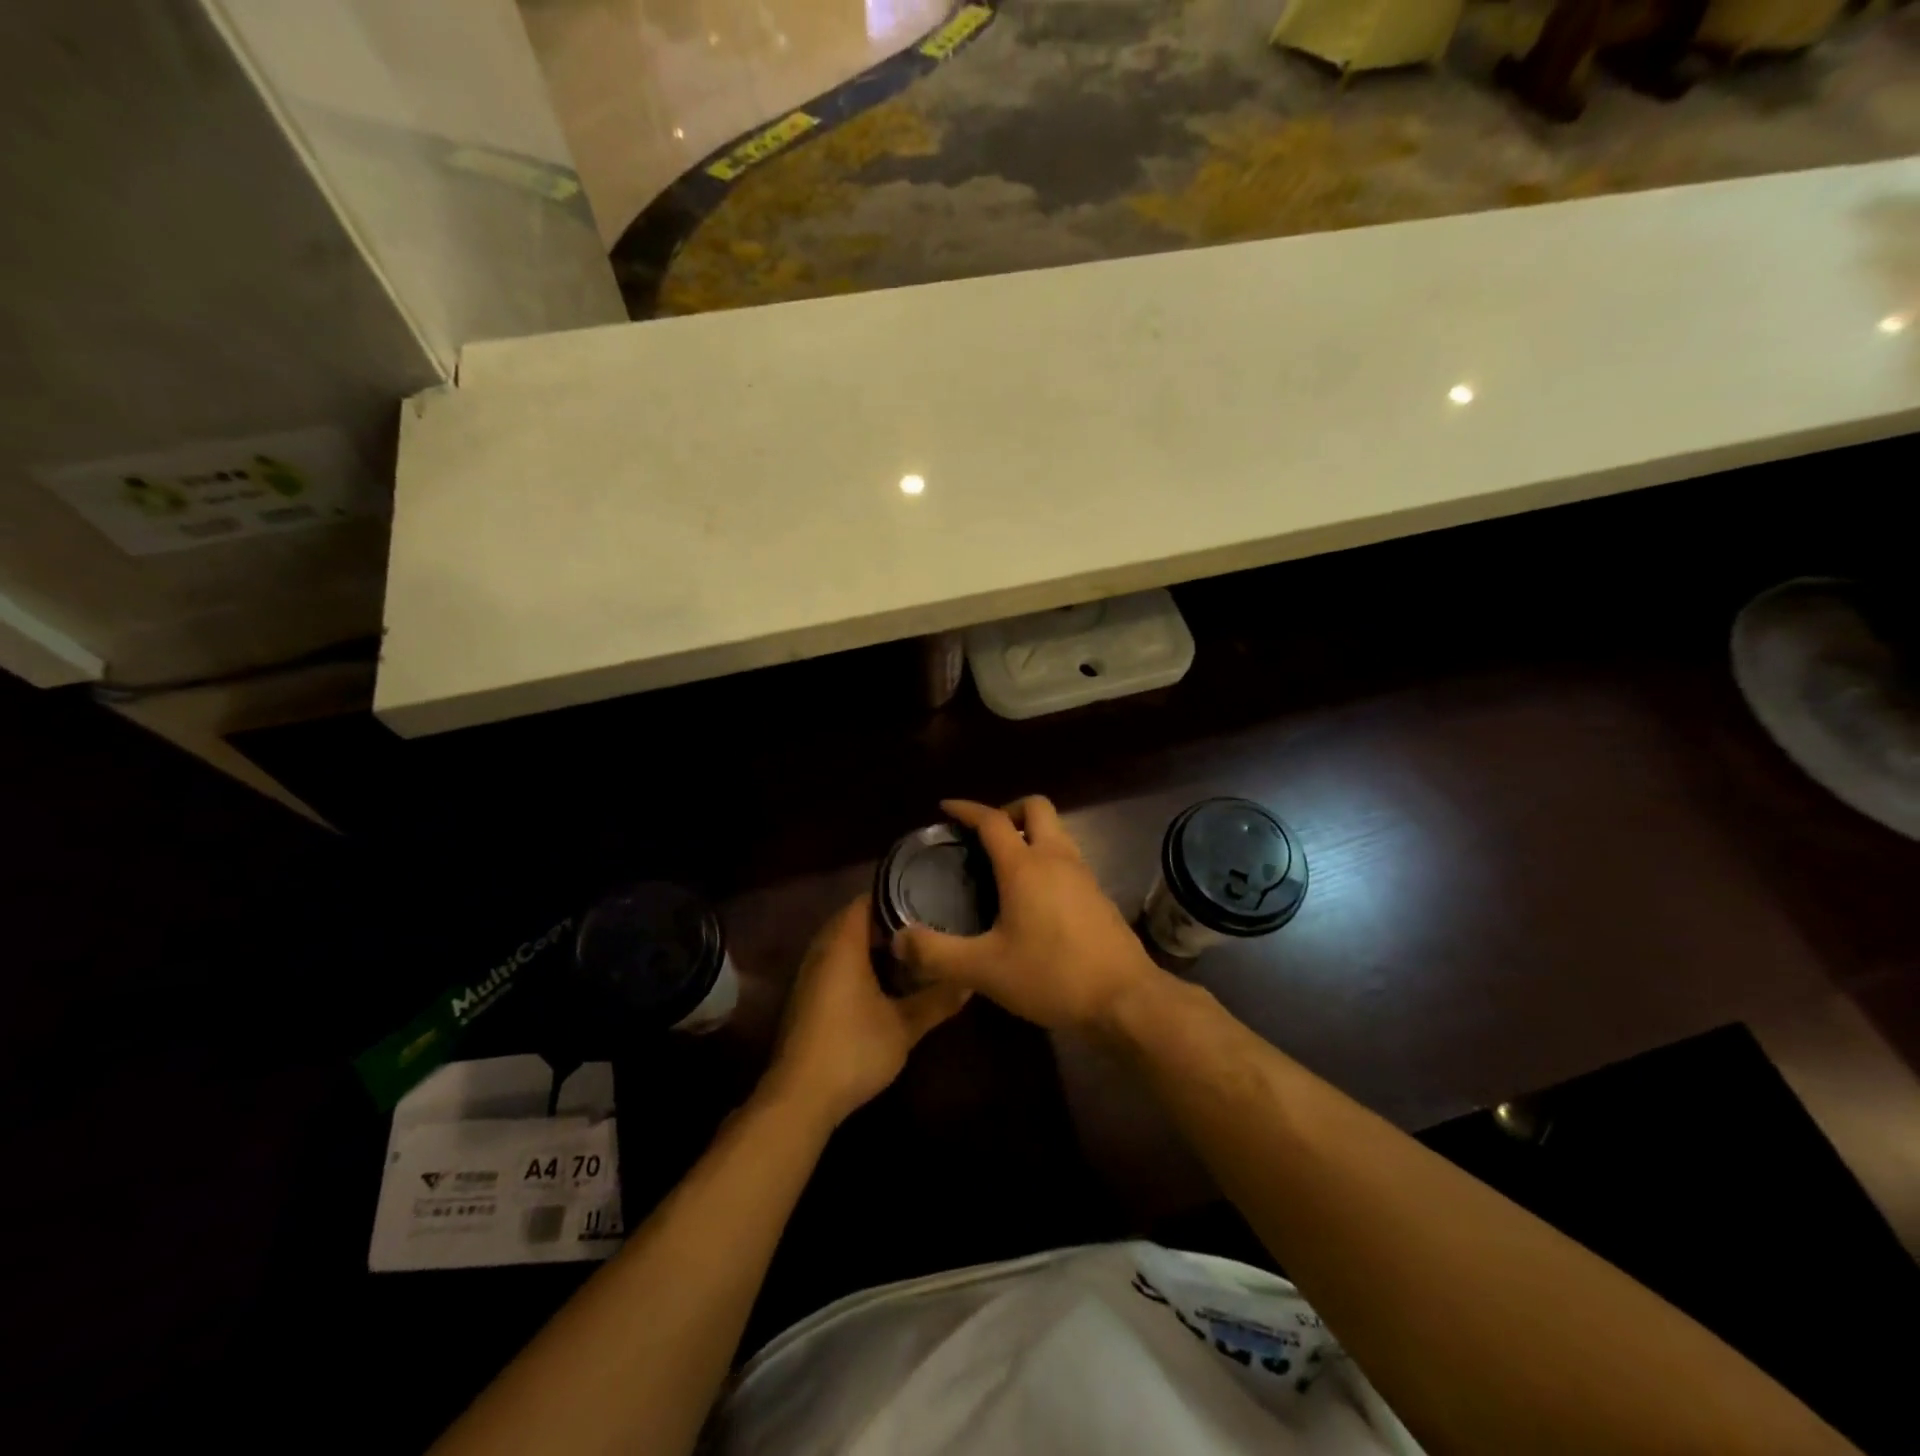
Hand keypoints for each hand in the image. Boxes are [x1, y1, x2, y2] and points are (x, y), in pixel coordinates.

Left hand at [763, 896, 968, 1127]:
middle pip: (854, 920)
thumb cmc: (854, 1049)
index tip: (927, 899)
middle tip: (924, 924)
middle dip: (886, 921)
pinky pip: (834, 964)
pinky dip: (857, 963)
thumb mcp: (905, 1026)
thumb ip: (937, 1000)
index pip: (866, 900)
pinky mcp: (806, 998)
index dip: (895, 895)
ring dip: (870, 944)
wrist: (801, 1097)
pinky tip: (883, 981)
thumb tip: (969, 982)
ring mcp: (810, 975)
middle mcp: (822, 951)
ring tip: (910, 950)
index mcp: (843, 944)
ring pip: (842, 944)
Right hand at [891, 797, 1162, 1032]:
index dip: (967, 809)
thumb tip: (898, 940)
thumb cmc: (1052, 976)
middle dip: (1008, 811)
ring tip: (1004, 866)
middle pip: (1036, 807)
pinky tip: (1034, 899)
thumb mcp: (985, 970)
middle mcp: (1057, 858)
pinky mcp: (1099, 895)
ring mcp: (1083, 875)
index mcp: (1025, 866)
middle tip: (984, 838)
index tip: (946, 808)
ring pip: (1056, 832)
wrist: (1125, 999)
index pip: (992, 820)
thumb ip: (937, 954)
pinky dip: (1047, 860)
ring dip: (1030, 835)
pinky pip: (1068, 859)